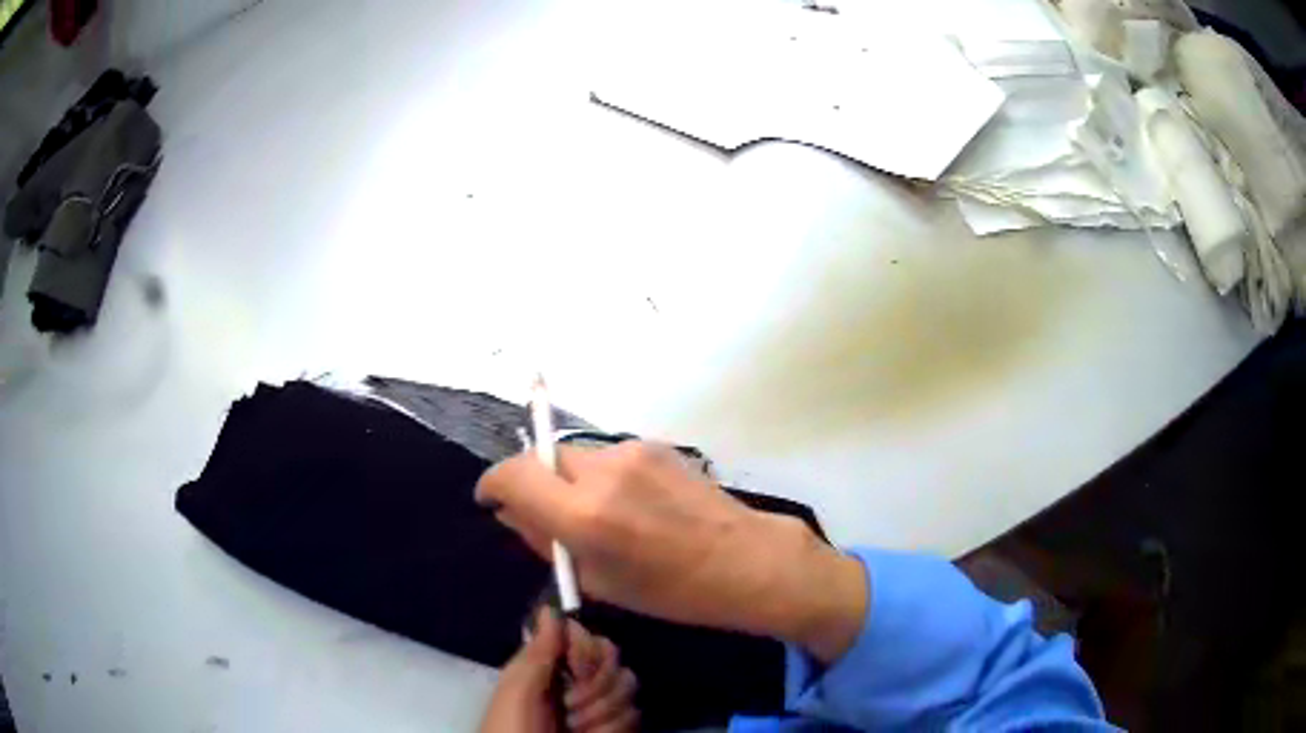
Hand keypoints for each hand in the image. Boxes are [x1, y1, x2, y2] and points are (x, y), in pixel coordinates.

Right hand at [476, 442, 866, 662]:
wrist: (744, 559)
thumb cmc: (670, 589)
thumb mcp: (598, 580)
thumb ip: (545, 541)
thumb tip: (510, 512)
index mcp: (584, 515)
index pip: (514, 474)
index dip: (493, 484)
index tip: (492, 499)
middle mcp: (603, 470)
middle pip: (544, 459)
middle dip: (537, 484)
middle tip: (554, 517)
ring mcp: (632, 451)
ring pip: (577, 457)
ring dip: (573, 481)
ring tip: (604, 516)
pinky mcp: (655, 444)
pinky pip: (609, 457)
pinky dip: (604, 477)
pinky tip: (633, 505)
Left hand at [480, 609, 638, 732]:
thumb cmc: (512, 729)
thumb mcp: (517, 691)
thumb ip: (537, 652)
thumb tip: (549, 608)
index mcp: (549, 666)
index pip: (589, 637)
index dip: (587, 652)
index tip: (573, 669)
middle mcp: (577, 681)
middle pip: (615, 661)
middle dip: (596, 688)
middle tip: (568, 707)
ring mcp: (598, 706)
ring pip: (628, 690)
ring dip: (601, 714)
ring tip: (574, 730)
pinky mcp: (614, 727)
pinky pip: (634, 716)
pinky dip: (612, 729)